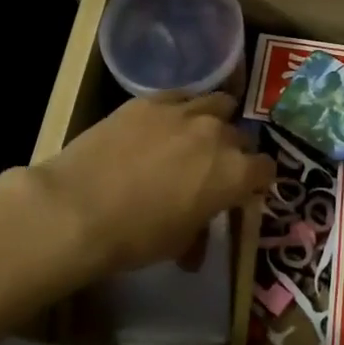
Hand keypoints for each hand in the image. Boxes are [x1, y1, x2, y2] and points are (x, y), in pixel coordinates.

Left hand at [29, 91, 275, 277]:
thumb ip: (199, 231)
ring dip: (214, 119)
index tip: (242, 191)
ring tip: (196, 135)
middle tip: (212, 169)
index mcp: (234, 173)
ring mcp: (183, 112)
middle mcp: (217, 134)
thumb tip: (196, 247)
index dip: (256, 181)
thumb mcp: (177, 244)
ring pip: (217, 103)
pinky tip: (163, 125)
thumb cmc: (135, 237)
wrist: (78, 208)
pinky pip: (179, 97)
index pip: (265, 169)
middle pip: (239, 136)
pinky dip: (180, 109)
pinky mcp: (149, 100)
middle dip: (232, 152)